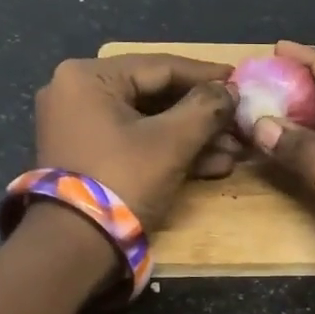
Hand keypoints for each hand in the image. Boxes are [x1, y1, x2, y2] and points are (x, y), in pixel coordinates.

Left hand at [32, 55, 241, 231]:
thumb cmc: (122, 180)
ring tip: (235, 149)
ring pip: (149, 122)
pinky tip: (213, 165)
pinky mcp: (88, 156)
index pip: (160, 66)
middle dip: (202, 115)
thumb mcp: (171, 142)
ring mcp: (80, 127)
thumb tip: (231, 91)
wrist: (74, 247)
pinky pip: (135, 143)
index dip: (206, 75)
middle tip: (240, 120)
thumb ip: (206, 109)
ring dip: (193, 137)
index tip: (240, 78)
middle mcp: (77, 93)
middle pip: (155, 95)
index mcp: (87, 77)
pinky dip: (170, 152)